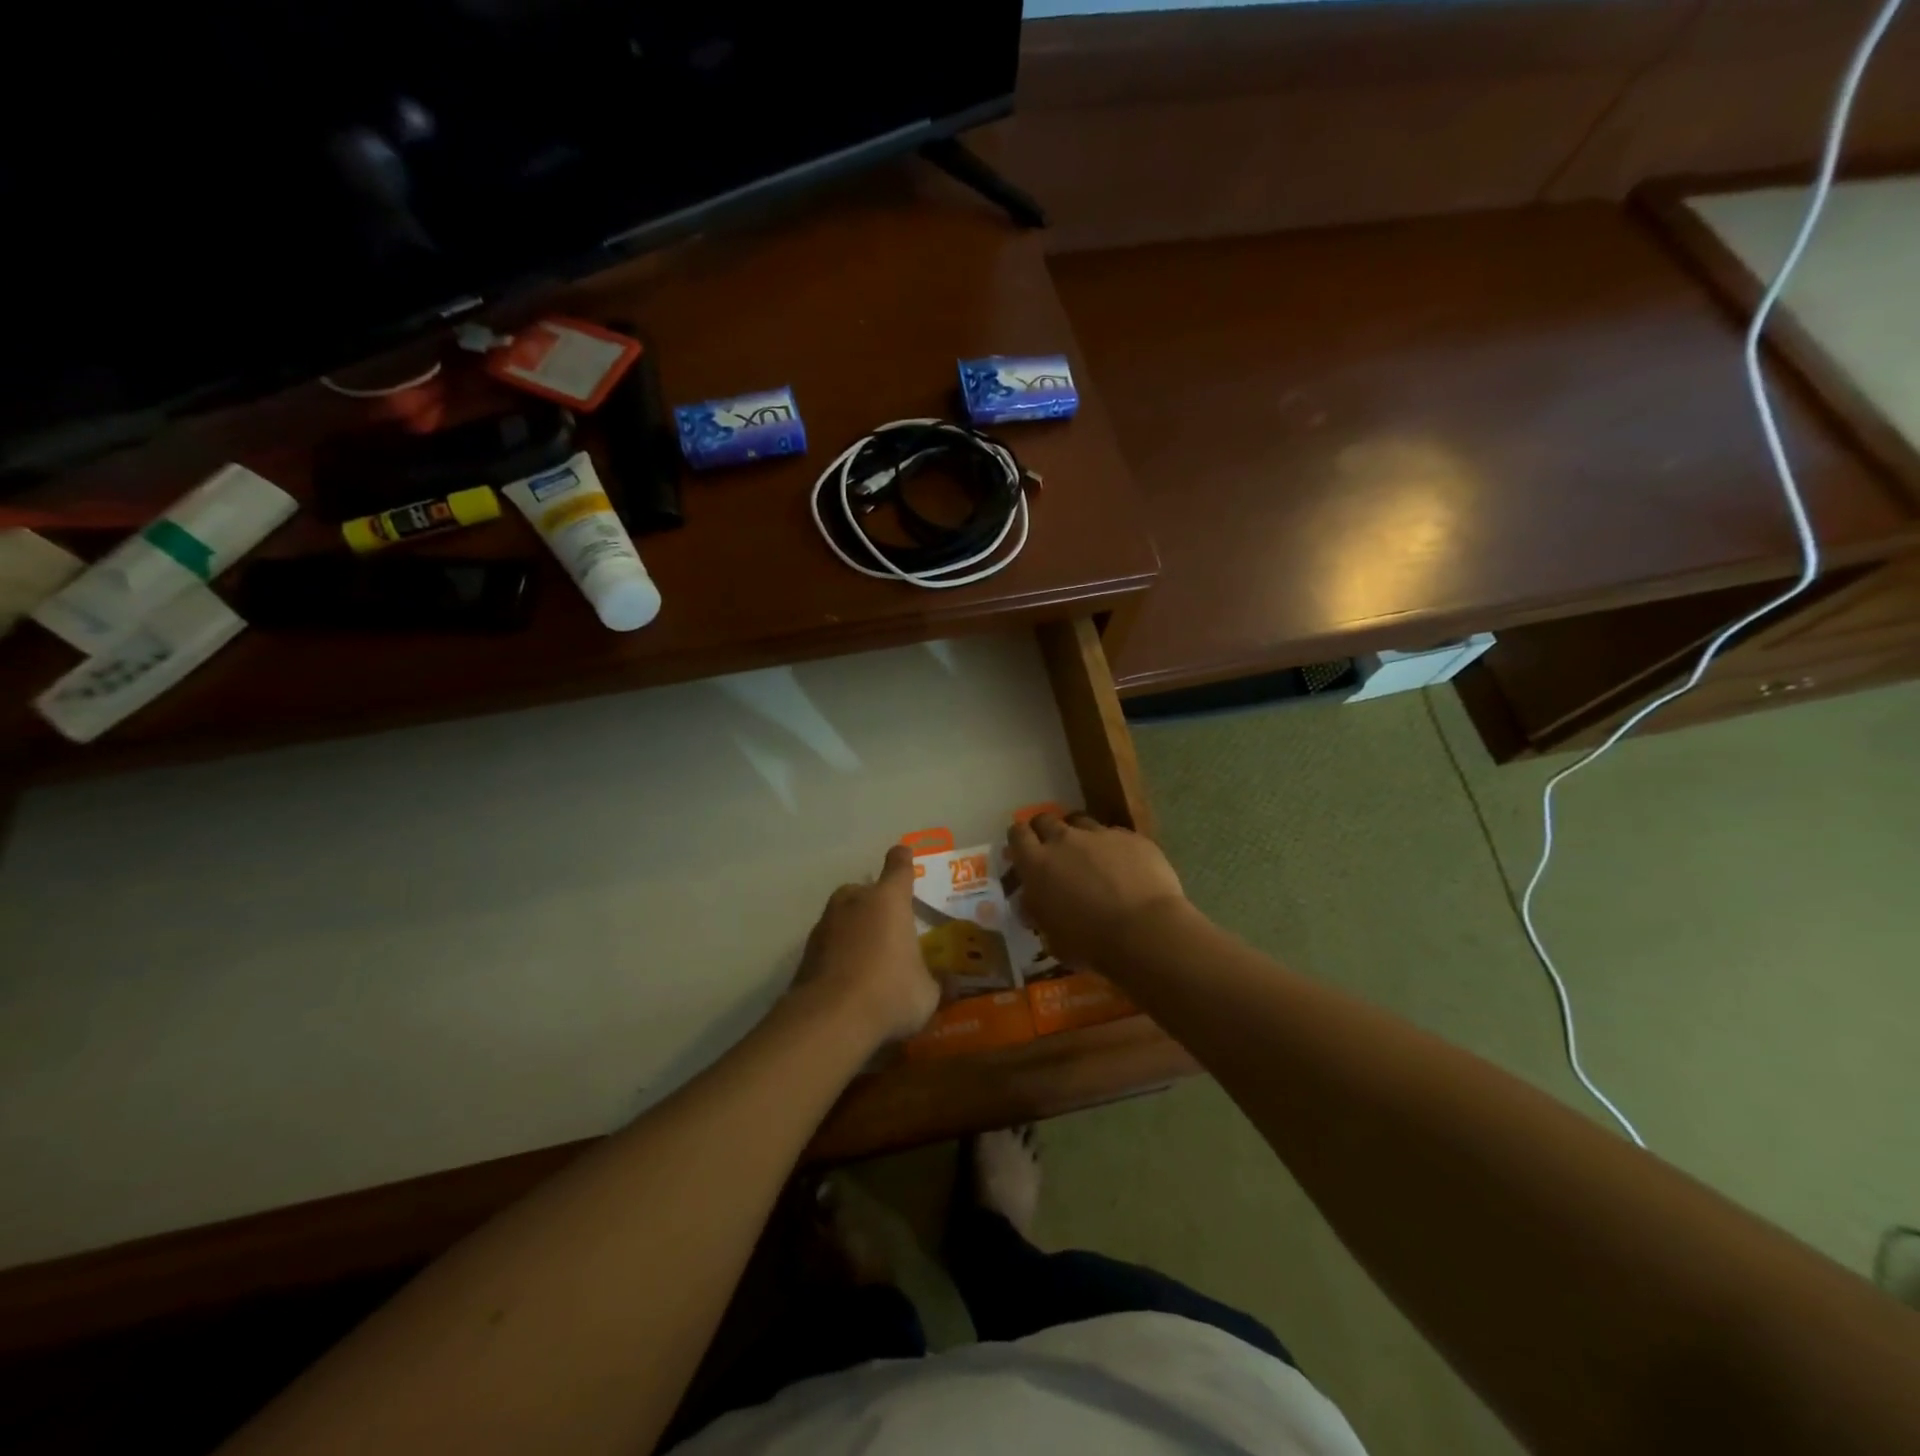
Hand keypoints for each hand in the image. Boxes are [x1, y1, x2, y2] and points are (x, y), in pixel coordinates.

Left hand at [792, 844, 939, 1047]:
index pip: (898, 867)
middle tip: (890, 927)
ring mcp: (826, 923)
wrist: (829, 1019)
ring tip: (869, 956)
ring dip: (855, 927)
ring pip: (844, 915)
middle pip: (866, 890)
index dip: (902, 860)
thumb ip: (937, 982)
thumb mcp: (927, 994)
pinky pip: (829, 942)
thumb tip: (950, 983)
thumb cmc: (889, 993)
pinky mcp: (806, 950)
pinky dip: (838, 952)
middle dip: (876, 903)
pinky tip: (848, 977)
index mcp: (889, 900)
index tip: (903, 854)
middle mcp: (855, 901)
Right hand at [1006, 813, 1190, 970]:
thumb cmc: (1090, 943)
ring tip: (1089, 855)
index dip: (1019, 840)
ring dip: (1078, 835)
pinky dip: (1112, 846)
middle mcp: (1064, 840)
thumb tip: (1031, 901)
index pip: (1017, 835)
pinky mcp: (1131, 837)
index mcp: (1037, 864)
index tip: (1023, 851)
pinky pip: (1114, 834)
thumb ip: (1037, 911)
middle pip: (1045, 820)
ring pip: (1080, 821)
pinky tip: (1123, 865)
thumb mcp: (1051, 936)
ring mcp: (1100, 834)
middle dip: (1045, 831)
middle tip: (1053, 851)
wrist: (1145, 931)